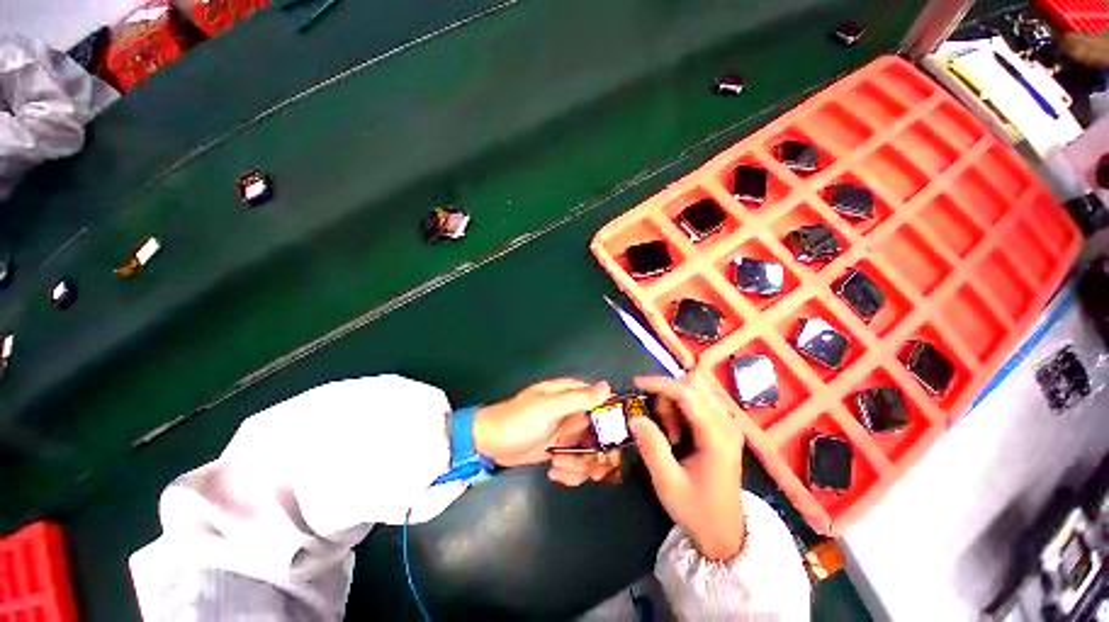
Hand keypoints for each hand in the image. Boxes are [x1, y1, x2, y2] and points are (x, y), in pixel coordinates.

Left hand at [472, 379, 620, 483]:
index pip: (603, 404)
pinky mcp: (561, 452)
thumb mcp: (548, 407)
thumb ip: (578, 398)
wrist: (490, 444)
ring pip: (592, 453)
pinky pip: (578, 464)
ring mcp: (568, 434)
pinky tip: (555, 473)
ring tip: (558, 467)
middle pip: (602, 434)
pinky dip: (570, 473)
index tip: (613, 443)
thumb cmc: (518, 420)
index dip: (612, 424)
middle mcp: (574, 413)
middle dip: (598, 454)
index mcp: (572, 395)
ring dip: (579, 466)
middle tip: (594, 468)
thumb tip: (607, 387)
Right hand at [630, 375, 745, 560]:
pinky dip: (680, 405)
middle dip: (667, 394)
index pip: (687, 393)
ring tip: (668, 432)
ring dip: (673, 401)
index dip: (660, 384)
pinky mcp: (724, 426)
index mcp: (717, 436)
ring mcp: (728, 423)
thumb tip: (635, 417)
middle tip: (657, 423)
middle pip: (692, 385)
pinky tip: (675, 428)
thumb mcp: (668, 484)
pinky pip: (698, 399)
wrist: (726, 533)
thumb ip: (652, 448)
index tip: (636, 384)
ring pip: (695, 389)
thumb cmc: (697, 510)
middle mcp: (727, 423)